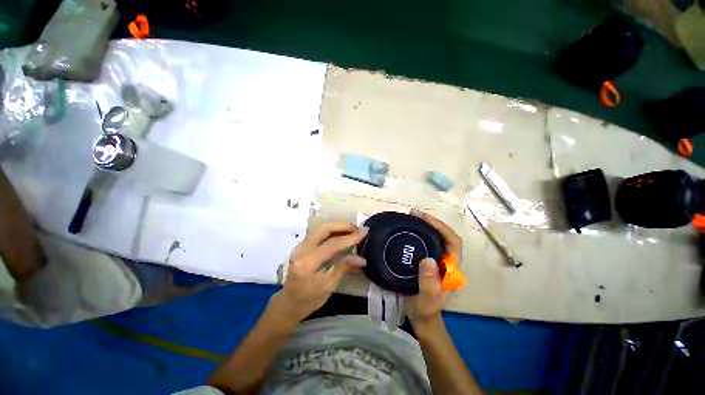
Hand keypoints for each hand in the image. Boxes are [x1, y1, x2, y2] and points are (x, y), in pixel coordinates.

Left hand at [270, 222, 367, 324]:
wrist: (288, 303)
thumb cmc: (309, 299)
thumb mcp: (328, 286)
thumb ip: (344, 268)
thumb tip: (362, 259)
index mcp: (308, 263)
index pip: (332, 244)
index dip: (350, 237)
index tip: (365, 231)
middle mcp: (301, 249)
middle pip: (324, 228)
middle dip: (343, 225)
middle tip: (357, 229)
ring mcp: (300, 245)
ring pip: (320, 227)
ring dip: (337, 226)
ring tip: (352, 230)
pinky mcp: (302, 245)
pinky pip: (318, 232)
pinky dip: (331, 230)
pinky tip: (341, 234)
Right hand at [406, 210, 461, 329]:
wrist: (422, 319)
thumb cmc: (425, 310)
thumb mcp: (427, 300)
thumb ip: (429, 283)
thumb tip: (428, 259)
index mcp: (452, 269)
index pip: (453, 241)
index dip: (441, 227)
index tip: (424, 218)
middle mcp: (448, 262)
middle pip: (445, 236)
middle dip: (432, 223)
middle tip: (414, 214)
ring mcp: (438, 262)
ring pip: (436, 238)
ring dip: (426, 227)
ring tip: (411, 219)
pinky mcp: (428, 263)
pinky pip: (426, 244)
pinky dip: (419, 234)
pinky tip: (409, 232)